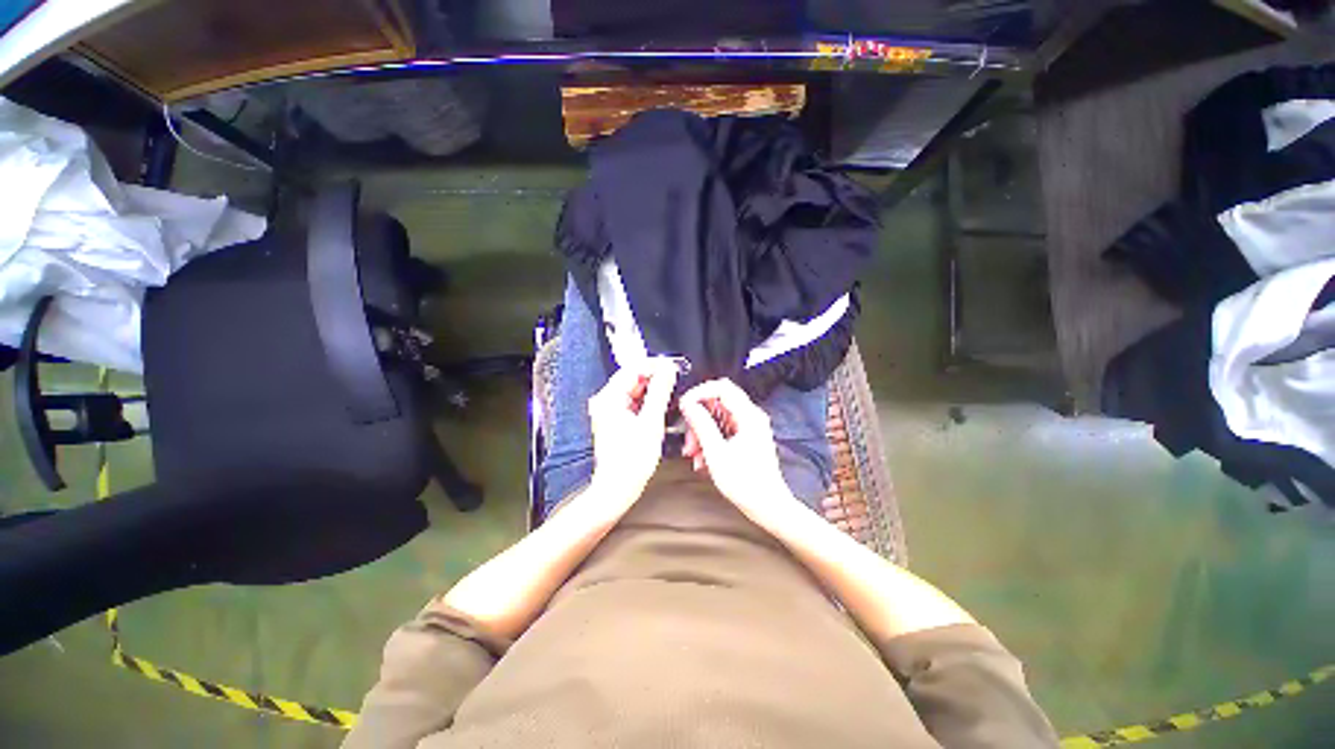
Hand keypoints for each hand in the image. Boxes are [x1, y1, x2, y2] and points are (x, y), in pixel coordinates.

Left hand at [588, 358, 679, 499]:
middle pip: (632, 378)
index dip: (654, 365)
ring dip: (651, 389)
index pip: (633, 369)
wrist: (617, 488)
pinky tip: (659, 405)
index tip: (673, 366)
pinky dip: (646, 401)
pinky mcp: (614, 420)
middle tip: (675, 378)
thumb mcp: (651, 422)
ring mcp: (608, 411)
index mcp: (609, 398)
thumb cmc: (631, 461)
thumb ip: (660, 392)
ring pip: (633, 390)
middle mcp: (605, 402)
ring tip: (670, 391)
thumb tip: (667, 370)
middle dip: (654, 376)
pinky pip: (632, 402)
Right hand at [679, 379, 793, 519]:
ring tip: (693, 455)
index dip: (699, 392)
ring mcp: (749, 427)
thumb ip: (701, 425)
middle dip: (698, 418)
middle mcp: (750, 416)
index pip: (721, 387)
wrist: (768, 507)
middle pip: (718, 402)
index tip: (684, 406)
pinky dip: (710, 441)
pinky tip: (702, 460)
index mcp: (748, 415)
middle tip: (688, 439)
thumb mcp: (716, 453)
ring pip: (718, 417)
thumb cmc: (745, 483)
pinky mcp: (746, 438)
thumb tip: (688, 404)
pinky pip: (723, 430)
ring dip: (701, 432)